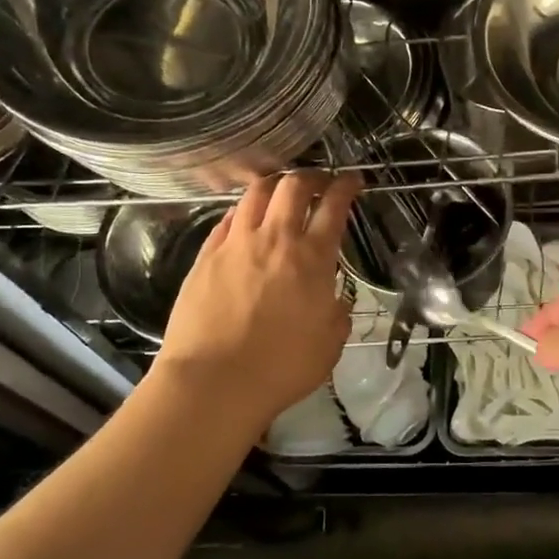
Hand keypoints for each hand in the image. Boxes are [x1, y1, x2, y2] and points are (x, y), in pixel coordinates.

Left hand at [153, 171, 361, 430]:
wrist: (213, 381)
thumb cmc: (281, 367)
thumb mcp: (329, 345)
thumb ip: (337, 315)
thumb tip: (335, 301)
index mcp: (312, 258)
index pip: (334, 206)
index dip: (346, 186)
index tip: (352, 180)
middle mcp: (275, 239)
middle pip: (293, 186)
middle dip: (311, 176)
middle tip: (320, 182)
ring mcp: (236, 244)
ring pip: (256, 193)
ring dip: (275, 185)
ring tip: (281, 192)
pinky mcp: (206, 256)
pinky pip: (228, 218)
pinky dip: (244, 210)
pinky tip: (247, 218)